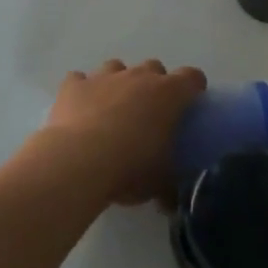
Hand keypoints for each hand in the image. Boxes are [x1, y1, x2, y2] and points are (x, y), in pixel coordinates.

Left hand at [34, 59, 206, 206]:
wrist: (78, 162)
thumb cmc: (130, 168)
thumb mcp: (160, 182)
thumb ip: (170, 186)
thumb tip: (171, 200)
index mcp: (168, 94)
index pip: (192, 77)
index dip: (193, 88)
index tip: (190, 104)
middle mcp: (138, 76)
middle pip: (154, 67)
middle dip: (154, 85)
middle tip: (149, 113)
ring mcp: (103, 77)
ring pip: (116, 67)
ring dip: (118, 83)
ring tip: (112, 109)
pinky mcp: (73, 85)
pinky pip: (80, 80)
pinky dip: (82, 91)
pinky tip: (79, 109)